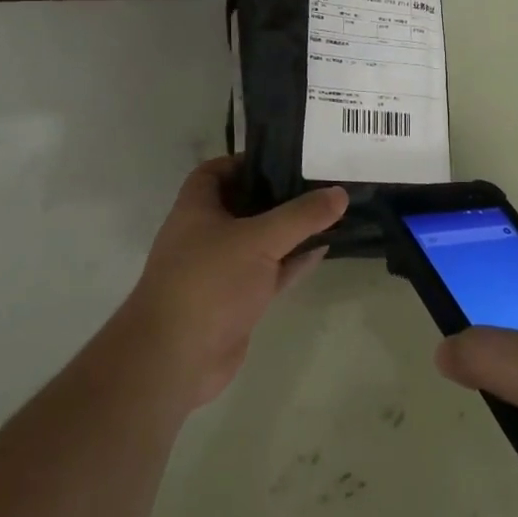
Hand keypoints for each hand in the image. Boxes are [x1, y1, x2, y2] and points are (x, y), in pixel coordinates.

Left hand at [121, 157, 347, 408]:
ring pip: (261, 240)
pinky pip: (270, 272)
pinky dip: (293, 262)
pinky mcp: (236, 300)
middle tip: (318, 181)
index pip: (216, 171)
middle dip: (278, 194)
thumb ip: (301, 215)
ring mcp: (221, 269)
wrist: (176, 359)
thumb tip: (340, 193)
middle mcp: (206, 234)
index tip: (284, 157)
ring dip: (290, 230)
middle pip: (244, 204)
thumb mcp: (259, 239)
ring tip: (329, 212)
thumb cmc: (209, 282)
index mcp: (197, 208)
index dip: (245, 160)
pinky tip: (323, 250)